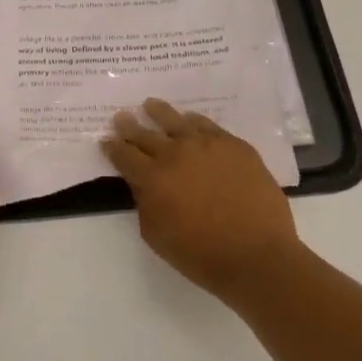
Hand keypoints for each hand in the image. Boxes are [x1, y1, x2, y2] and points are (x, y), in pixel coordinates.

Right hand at [102, 98, 300, 302]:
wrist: (255, 255)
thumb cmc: (200, 254)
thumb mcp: (155, 234)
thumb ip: (144, 203)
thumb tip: (144, 184)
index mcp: (152, 177)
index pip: (124, 155)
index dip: (112, 147)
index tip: (106, 141)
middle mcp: (175, 153)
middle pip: (145, 134)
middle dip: (129, 126)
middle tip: (121, 117)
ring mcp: (207, 145)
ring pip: (176, 121)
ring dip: (159, 113)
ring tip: (150, 105)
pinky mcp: (234, 146)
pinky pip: (208, 126)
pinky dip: (194, 121)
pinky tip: (190, 119)